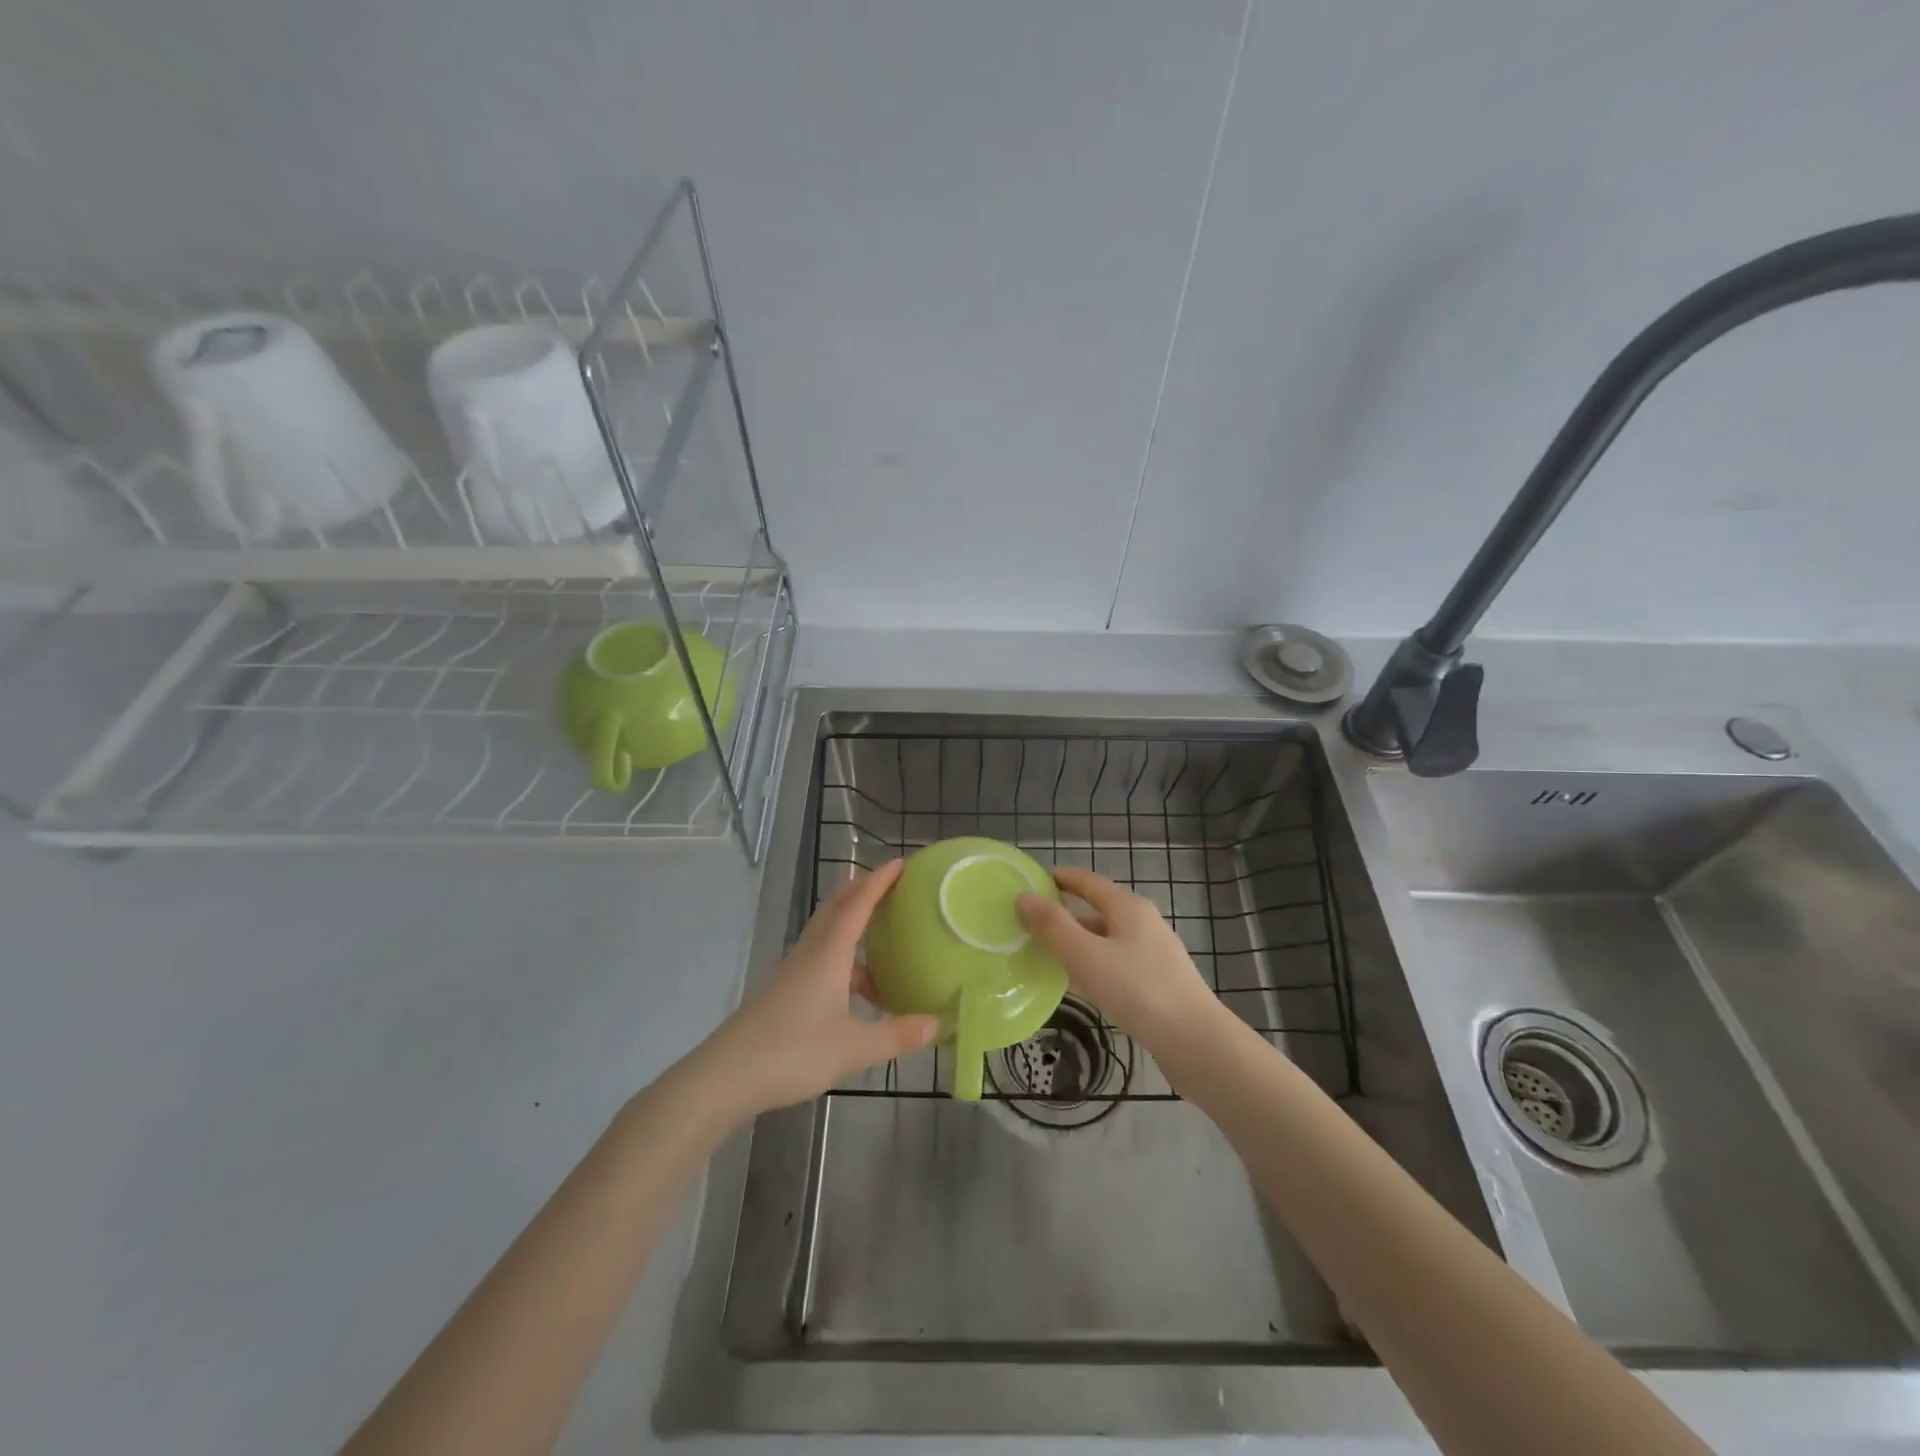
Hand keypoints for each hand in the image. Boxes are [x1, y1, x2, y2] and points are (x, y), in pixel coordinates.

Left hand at [698, 860, 939, 1116]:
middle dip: (863, 889)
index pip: (858, 904)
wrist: (726, 1075)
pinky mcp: (786, 989)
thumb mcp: (853, 1048)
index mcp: (829, 953)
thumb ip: (896, 1035)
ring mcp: (795, 970)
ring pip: (827, 932)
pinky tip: (859, 987)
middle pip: (837, 907)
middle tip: (892, 884)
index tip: (900, 862)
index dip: (879, 881)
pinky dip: (844, 956)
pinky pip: (821, 956)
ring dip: (853, 922)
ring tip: (883, 933)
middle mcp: (811, 952)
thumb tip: (938, 1023)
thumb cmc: (793, 1052)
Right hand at [1017, 866, 1220, 1047]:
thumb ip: (1052, 925)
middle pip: (1098, 911)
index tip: (1037, 880)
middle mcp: (1144, 924)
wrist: (1195, 1041)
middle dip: (1066, 916)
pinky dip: (1093, 967)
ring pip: (1107, 941)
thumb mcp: (1085, 954)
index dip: (1063, 878)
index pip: (1089, 882)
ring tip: (1047, 956)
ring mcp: (1154, 955)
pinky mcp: (1158, 984)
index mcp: (1128, 908)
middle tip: (1032, 925)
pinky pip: (1116, 965)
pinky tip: (1079, 986)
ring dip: (1079, 944)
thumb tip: (1024, 896)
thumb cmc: (1136, 989)